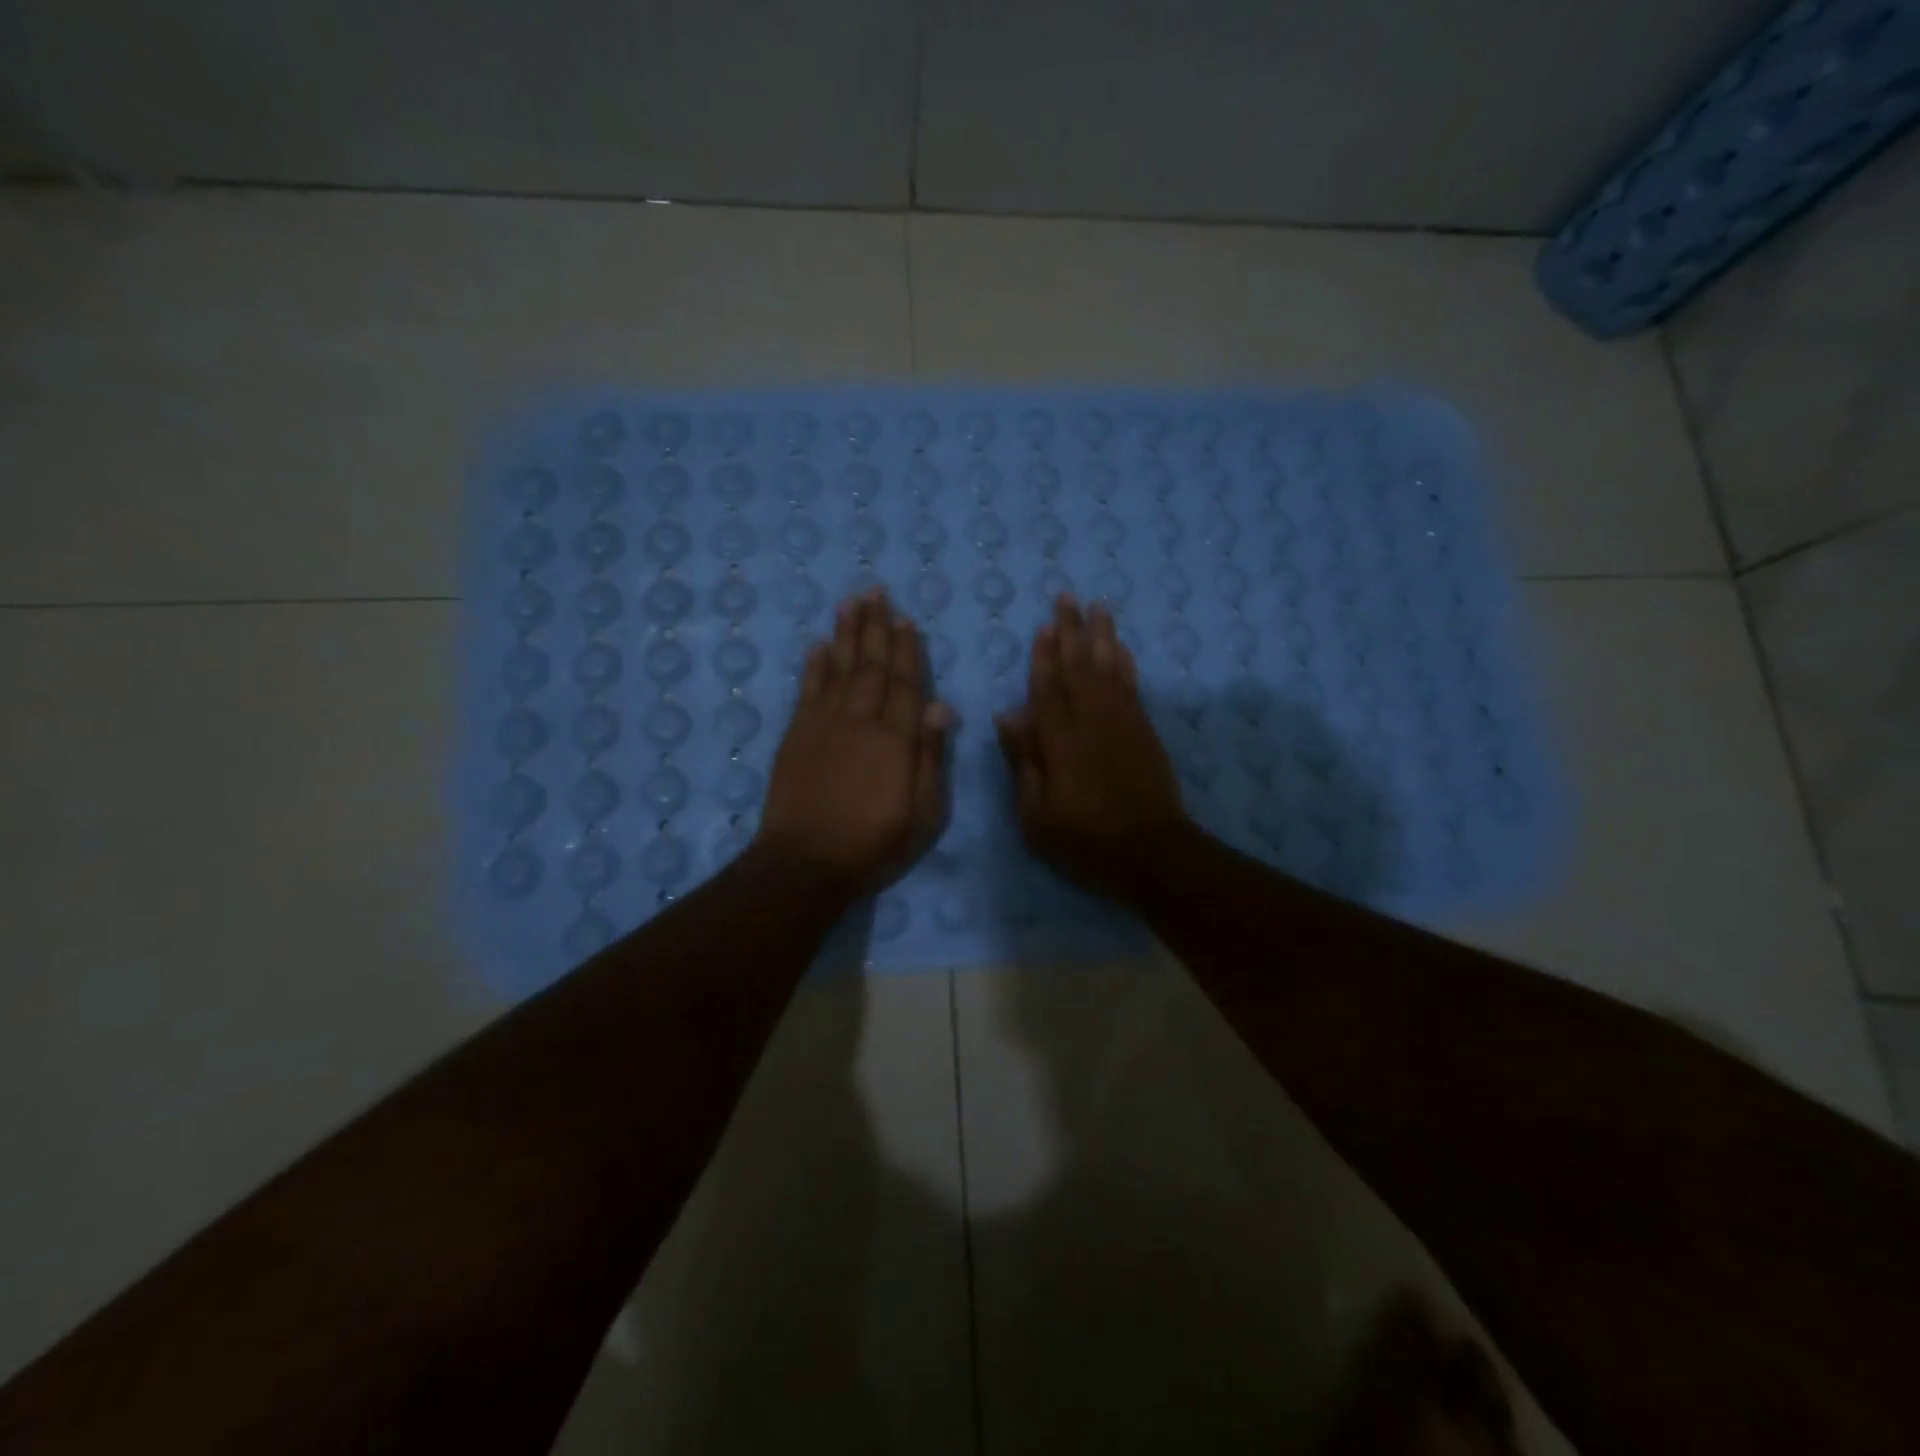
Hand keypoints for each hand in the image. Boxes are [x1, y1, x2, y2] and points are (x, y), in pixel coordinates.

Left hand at [755, 589, 954, 898]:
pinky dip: (813, 666)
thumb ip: (931, 757)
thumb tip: (942, 706)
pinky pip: (807, 690)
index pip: (906, 683)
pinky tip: (818, 646)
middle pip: (871, 666)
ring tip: (850, 602)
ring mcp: (824, 724)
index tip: (906, 618)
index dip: (907, 649)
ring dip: (845, 634)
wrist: (804, 864)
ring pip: (839, 668)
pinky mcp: (796, 735)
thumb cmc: (873, 844)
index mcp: (896, 739)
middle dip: (875, 627)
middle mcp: (860, 721)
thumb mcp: (923, 813)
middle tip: (876, 590)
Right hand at [995, 596, 1187, 903]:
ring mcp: (1122, 722)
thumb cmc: (1084, 839)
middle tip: (1068, 597)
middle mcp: (1091, 720)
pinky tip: (1120, 647)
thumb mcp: (1036, 813)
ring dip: (1102, 636)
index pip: (1047, 686)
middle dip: (1072, 630)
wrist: (1151, 852)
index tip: (1043, 624)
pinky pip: (1132, 685)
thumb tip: (1007, 714)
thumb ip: (1024, 760)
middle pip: (1079, 666)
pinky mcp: (1144, 730)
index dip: (1043, 654)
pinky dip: (1125, 662)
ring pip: (1109, 668)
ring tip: (1098, 607)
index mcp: (1059, 740)